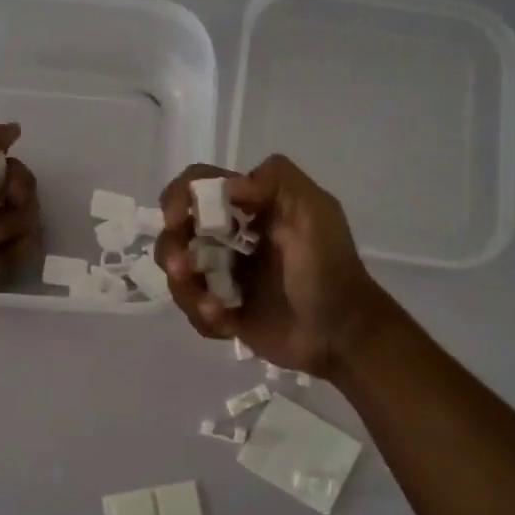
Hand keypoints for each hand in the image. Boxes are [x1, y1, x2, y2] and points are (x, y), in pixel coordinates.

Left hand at [0, 122, 39, 338]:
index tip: (3, 180)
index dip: (11, 170)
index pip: (3, 160)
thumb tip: (13, 129)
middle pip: (21, 187)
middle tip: (1, 208)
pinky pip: (27, 245)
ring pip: (27, 217)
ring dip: (13, 228)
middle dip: (18, 198)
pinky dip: (16, 252)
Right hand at [154, 155, 393, 379]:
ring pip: (178, 274)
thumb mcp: (315, 212)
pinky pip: (193, 309)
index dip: (179, 197)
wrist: (342, 333)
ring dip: (186, 288)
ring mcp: (224, 276)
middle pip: (176, 231)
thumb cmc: (328, 269)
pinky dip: (204, 315)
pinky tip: (227, 323)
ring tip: (214, 307)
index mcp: (249, 208)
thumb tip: (225, 187)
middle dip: (172, 249)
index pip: (198, 185)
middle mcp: (230, 238)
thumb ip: (277, 181)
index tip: (178, 220)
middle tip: (184, 268)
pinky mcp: (223, 312)